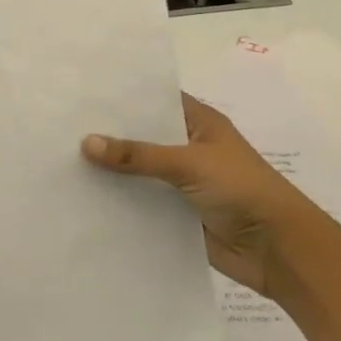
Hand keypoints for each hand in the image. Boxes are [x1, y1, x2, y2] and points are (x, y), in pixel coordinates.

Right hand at [82, 93, 324, 294]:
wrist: (279, 250)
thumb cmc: (242, 190)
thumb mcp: (189, 163)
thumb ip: (138, 155)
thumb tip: (86, 143)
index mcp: (199, 122)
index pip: (155, 99)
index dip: (123, 95)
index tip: (82, 90)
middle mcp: (188, 147)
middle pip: (143, 136)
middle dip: (109, 133)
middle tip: (61, 124)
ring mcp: (182, 182)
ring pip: (139, 171)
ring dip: (111, 170)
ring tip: (62, 158)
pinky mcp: (176, 214)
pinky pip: (142, 203)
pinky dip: (120, 201)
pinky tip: (84, 197)